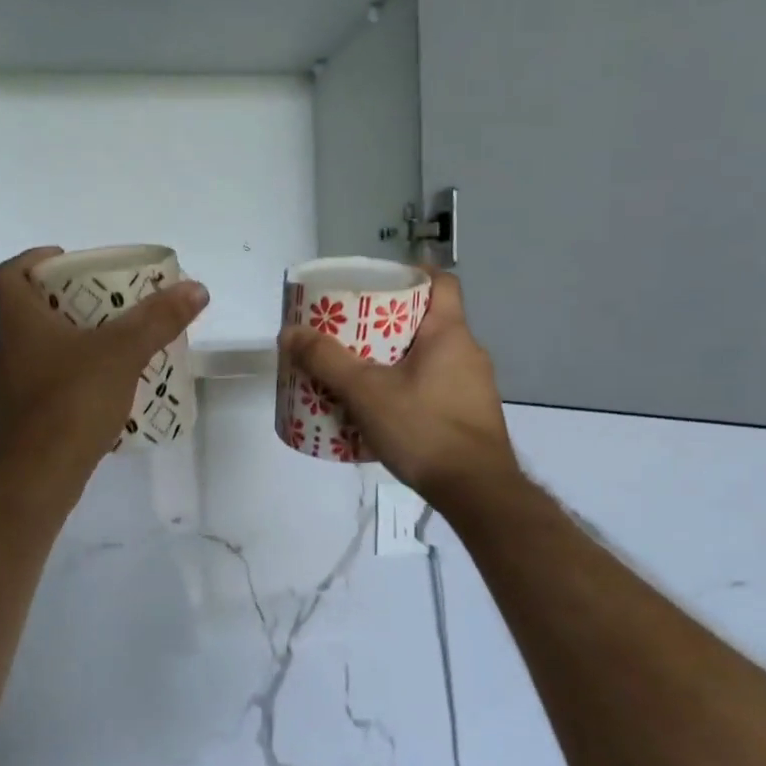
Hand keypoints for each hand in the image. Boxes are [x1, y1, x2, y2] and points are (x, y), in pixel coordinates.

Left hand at [0, 247, 209, 493]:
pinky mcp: (25, 416)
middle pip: (28, 309)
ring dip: (73, 337)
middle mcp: (8, 349)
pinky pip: (50, 380)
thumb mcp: (121, 354)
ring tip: (115, 340)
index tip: (68, 259)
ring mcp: (13, 386)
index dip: (33, 259)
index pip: (9, 274)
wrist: (39, 477)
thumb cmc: (71, 403)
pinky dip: (75, 372)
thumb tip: (196, 288)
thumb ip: (157, 320)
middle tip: (107, 299)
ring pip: (40, 347)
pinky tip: (107, 384)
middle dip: (67, 299)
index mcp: (18, 322)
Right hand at [279, 269, 519, 511]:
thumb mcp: (365, 392)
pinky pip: (434, 388)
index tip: (380, 282)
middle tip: (351, 331)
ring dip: (397, 360)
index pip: (441, 283)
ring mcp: (474, 387)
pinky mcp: (470, 416)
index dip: (412, 274)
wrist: (476, 490)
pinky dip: (408, 389)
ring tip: (359, 372)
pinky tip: (382, 410)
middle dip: (389, 323)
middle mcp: (468, 353)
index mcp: (450, 334)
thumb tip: (289, 331)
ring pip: (430, 358)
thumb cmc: (423, 428)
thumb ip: (326, 361)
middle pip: (428, 321)